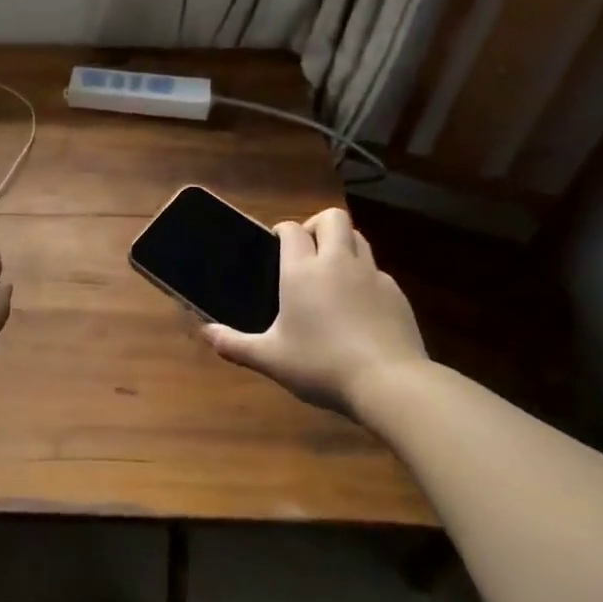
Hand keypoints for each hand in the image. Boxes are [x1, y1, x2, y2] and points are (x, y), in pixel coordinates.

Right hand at [204, 207, 428, 416]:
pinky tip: (358, 308)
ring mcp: (372, 275)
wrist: (390, 383)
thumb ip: (235, 344)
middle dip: (317, 225)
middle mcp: (338, 262)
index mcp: (302, 271)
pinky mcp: (397, 294)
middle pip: (332, 218)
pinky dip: (365, 278)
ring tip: (331, 274)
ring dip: (343, 245)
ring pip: (359, 238)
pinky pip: (377, 271)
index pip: (292, 229)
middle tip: (306, 252)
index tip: (275, 246)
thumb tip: (205, 332)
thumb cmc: (321, 365)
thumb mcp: (270, 359)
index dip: (282, 231)